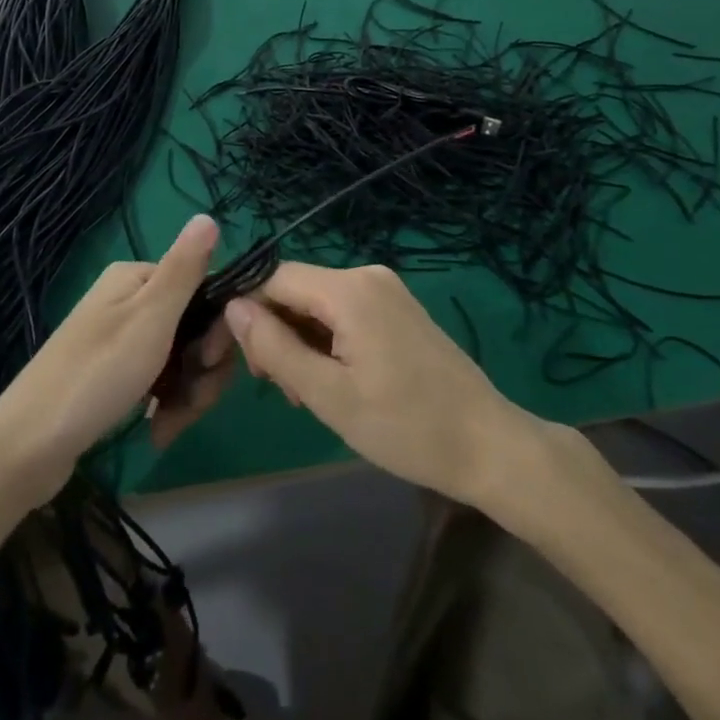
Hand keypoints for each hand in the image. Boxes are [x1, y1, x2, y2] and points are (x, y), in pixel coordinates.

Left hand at [0, 215, 233, 500]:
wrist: (28, 447)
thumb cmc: (97, 373)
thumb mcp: (151, 316)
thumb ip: (184, 269)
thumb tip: (207, 215)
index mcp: (136, 278)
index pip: (203, 290)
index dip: (218, 327)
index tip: (210, 361)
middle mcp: (127, 301)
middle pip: (193, 328)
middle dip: (201, 370)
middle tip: (191, 403)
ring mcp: (120, 339)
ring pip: (180, 360)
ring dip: (186, 394)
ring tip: (169, 426)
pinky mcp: (114, 375)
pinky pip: (159, 381)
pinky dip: (166, 404)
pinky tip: (158, 431)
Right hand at [222, 263, 530, 506]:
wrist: (487, 444)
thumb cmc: (405, 426)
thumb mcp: (328, 394)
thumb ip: (274, 347)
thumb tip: (232, 307)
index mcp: (348, 289)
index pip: (273, 278)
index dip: (248, 312)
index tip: (244, 362)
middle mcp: (366, 275)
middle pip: (296, 289)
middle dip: (277, 333)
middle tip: (282, 390)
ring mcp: (386, 290)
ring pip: (318, 303)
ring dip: (300, 341)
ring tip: (308, 394)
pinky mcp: (397, 308)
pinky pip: (343, 311)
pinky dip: (327, 340)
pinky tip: (333, 380)